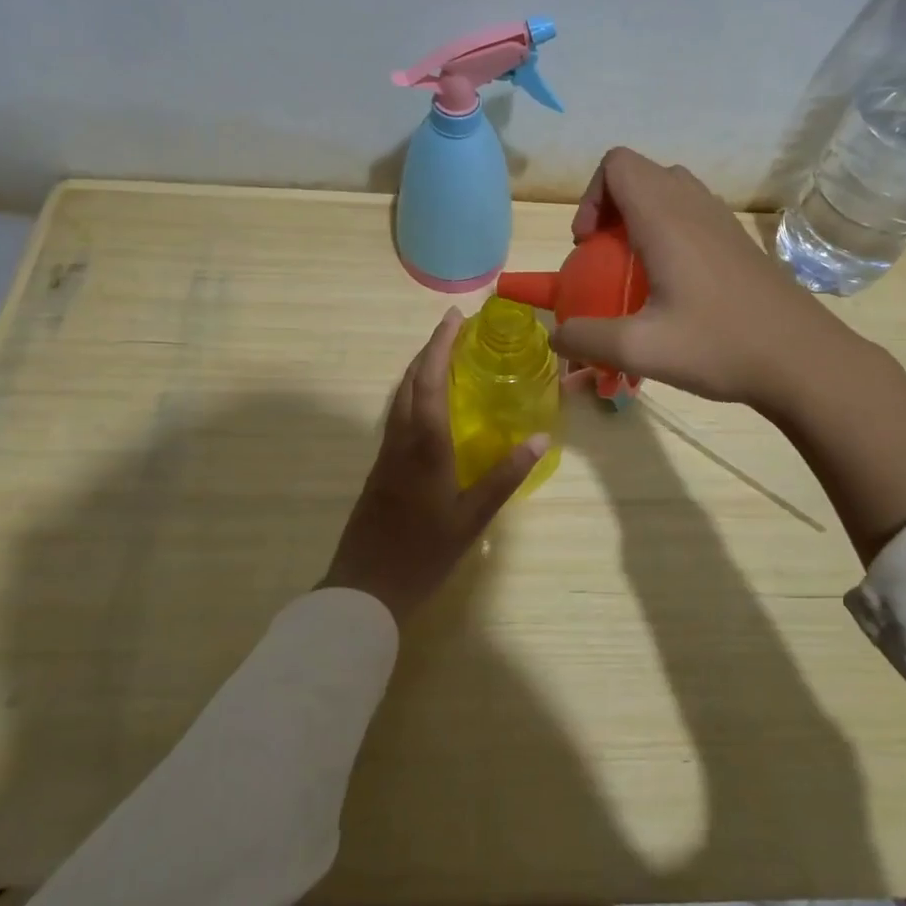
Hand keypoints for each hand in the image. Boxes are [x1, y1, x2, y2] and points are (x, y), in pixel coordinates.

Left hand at [320, 310, 549, 625]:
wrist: (365, 587)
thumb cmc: (423, 552)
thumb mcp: (473, 517)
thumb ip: (505, 476)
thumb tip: (540, 437)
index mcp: (424, 444)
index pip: (431, 380)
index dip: (441, 345)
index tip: (455, 318)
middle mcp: (401, 439)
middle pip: (410, 381)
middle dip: (430, 350)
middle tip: (455, 330)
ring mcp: (386, 453)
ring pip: (400, 397)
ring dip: (420, 370)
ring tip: (445, 358)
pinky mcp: (380, 467)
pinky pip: (397, 416)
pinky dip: (414, 395)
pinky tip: (430, 407)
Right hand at [558, 148, 905, 563]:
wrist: (804, 360)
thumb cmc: (720, 347)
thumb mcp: (641, 350)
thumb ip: (588, 340)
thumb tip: (558, 337)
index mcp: (666, 218)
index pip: (617, 163)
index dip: (591, 197)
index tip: (588, 246)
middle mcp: (694, 206)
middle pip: (640, 173)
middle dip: (610, 207)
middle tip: (605, 257)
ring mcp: (722, 221)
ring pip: (669, 190)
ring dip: (640, 218)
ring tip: (635, 269)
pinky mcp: (739, 242)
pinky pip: (692, 213)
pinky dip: (668, 231)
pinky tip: (673, 285)